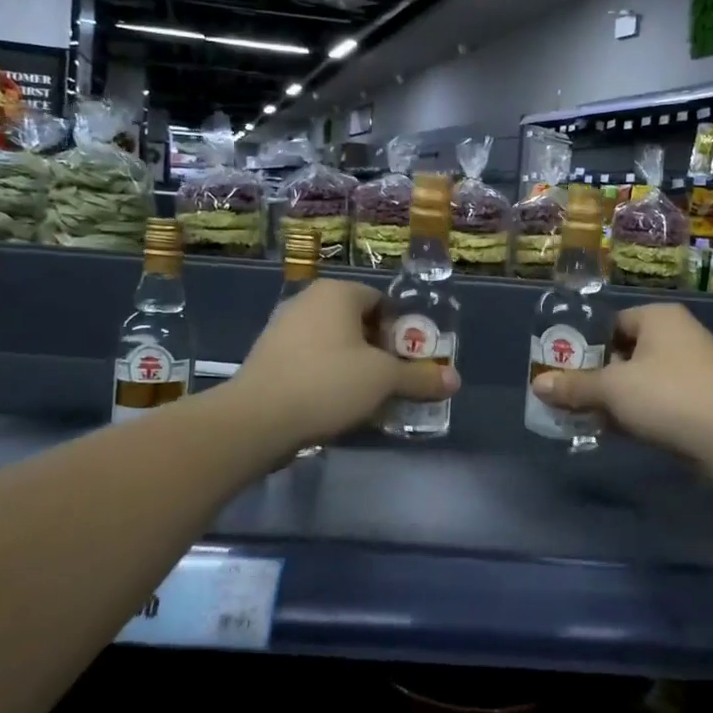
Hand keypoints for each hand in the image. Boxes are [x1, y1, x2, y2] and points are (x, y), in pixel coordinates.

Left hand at [232, 278, 458, 450]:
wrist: (256, 419)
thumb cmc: (328, 383)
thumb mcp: (383, 380)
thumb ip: (420, 378)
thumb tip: (455, 381)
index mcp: (337, 293)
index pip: (382, 302)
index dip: (401, 331)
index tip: (409, 361)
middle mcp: (307, 301)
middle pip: (357, 323)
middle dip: (379, 351)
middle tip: (393, 380)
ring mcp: (282, 328)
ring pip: (333, 344)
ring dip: (353, 366)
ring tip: (368, 398)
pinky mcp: (266, 357)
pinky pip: (309, 361)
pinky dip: (326, 377)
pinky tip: (334, 405)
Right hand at [529, 303, 712, 470]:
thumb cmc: (669, 397)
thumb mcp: (612, 389)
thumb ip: (574, 386)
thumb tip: (537, 385)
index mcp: (659, 318)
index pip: (612, 323)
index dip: (585, 345)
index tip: (564, 369)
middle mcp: (679, 335)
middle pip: (625, 352)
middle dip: (597, 376)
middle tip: (570, 397)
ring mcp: (695, 369)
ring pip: (641, 380)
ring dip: (615, 399)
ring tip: (587, 418)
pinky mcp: (703, 400)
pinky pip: (660, 400)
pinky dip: (638, 413)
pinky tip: (618, 432)